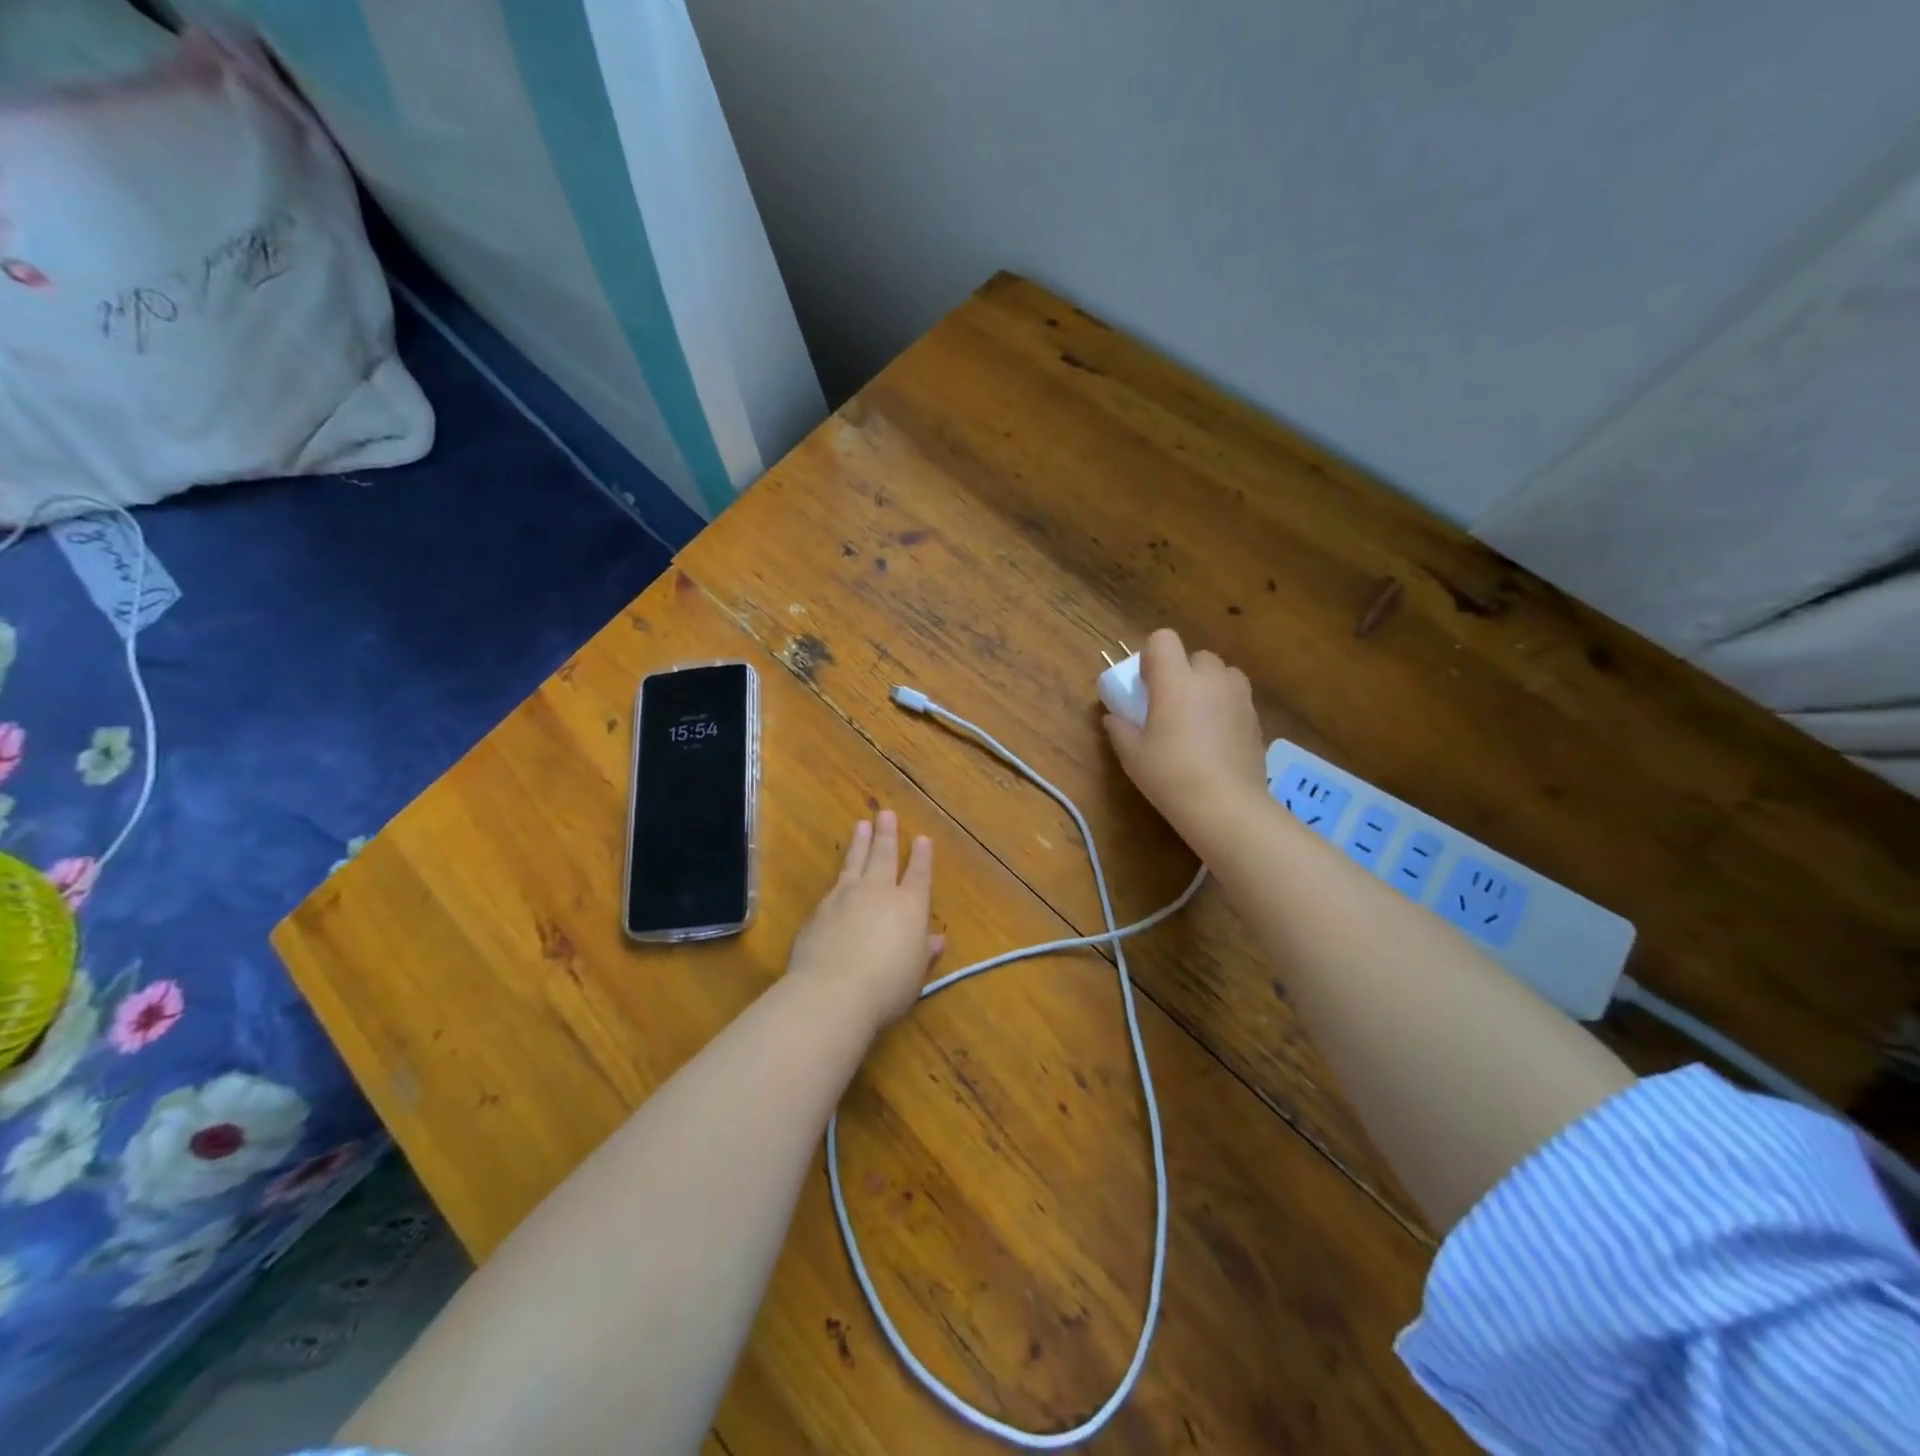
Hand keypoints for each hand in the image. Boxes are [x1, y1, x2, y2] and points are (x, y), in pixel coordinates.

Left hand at [787, 810, 943, 1034]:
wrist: (832, 991)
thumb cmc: (886, 987)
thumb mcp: (915, 975)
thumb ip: (923, 953)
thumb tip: (936, 940)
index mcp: (909, 906)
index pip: (918, 875)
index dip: (921, 857)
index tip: (922, 838)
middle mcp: (879, 892)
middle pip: (884, 856)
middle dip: (887, 835)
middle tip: (886, 814)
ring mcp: (846, 896)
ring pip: (856, 861)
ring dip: (860, 842)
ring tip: (862, 824)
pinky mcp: (820, 909)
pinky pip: (834, 885)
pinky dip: (841, 875)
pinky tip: (840, 875)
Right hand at [1103, 628, 1265, 845]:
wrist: (1226, 806)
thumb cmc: (1170, 776)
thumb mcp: (1133, 756)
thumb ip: (1120, 730)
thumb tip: (1113, 718)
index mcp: (1176, 681)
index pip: (1164, 639)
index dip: (1152, 656)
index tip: (1146, 683)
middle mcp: (1210, 680)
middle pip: (1198, 655)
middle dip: (1184, 672)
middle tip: (1171, 704)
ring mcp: (1239, 698)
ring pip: (1223, 675)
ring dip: (1209, 686)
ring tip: (1198, 718)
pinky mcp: (1256, 720)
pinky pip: (1237, 700)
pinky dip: (1226, 709)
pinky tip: (1216, 741)